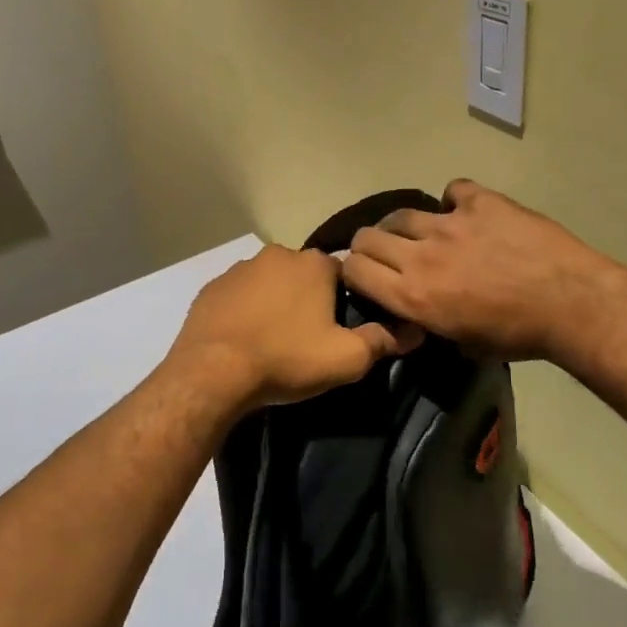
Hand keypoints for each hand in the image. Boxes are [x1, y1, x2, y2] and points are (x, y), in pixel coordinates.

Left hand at [169, 245, 419, 412]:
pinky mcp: (212, 287)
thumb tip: (414, 331)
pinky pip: (238, 296)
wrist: (213, 372)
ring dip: (275, 303)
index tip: (338, 328)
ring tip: (274, 341)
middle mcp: (277, 255)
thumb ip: (381, 341)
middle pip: (304, 275)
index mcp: (314, 264)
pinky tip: (244, 338)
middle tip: (307, 337)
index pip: (342, 273)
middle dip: (308, 299)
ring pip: (269, 282)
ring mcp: (239, 269)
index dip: (344, 300)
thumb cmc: (286, 359)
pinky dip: (245, 311)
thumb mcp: (345, 358)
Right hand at [342, 179, 626, 363]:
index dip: (353, 271)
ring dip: (406, 225)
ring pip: (402, 213)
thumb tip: (420, 313)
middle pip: (367, 237)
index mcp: (413, 296)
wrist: (570, 302)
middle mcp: (420, 256)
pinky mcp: (480, 201)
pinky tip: (469, 213)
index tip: (365, 275)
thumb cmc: (518, 336)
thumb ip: (430, 323)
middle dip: (370, 246)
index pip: (354, 270)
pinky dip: (455, 201)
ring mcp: (449, 223)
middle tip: (388, 254)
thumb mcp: (464, 345)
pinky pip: (453, 190)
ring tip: (424, 232)